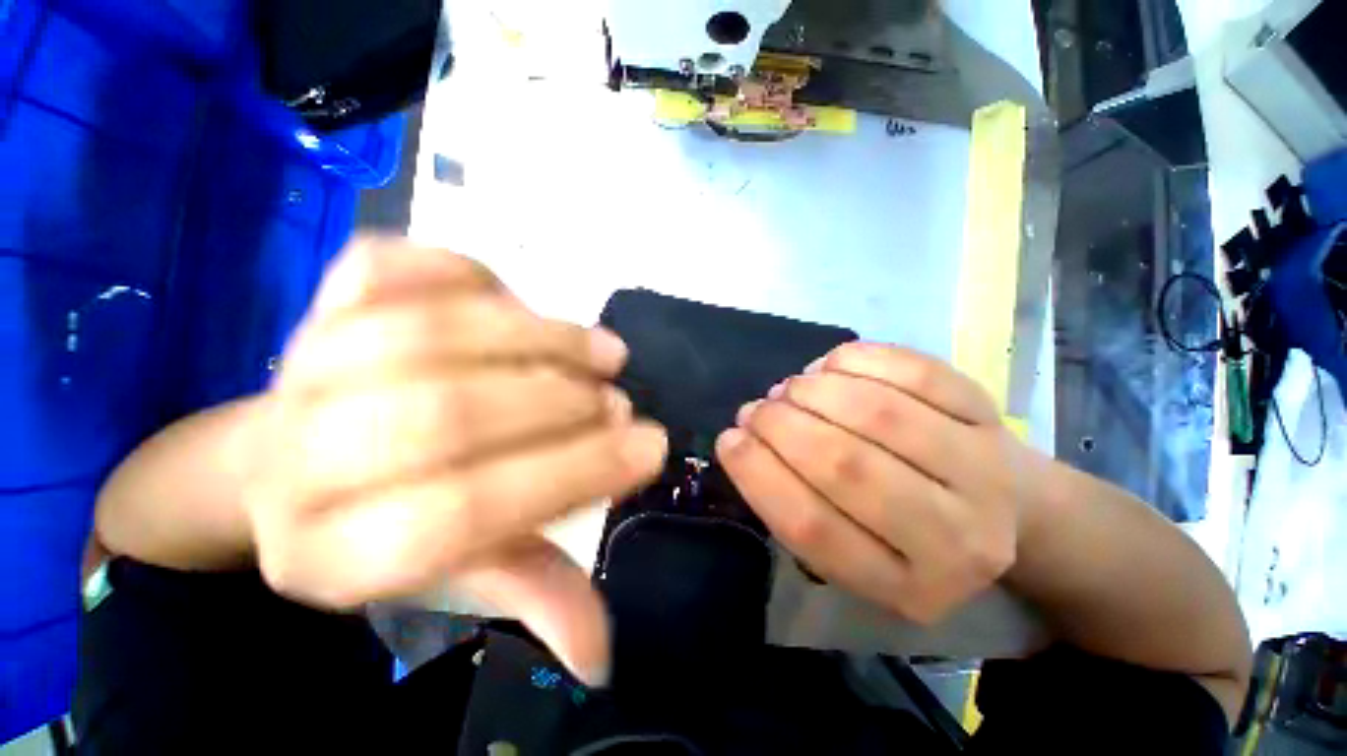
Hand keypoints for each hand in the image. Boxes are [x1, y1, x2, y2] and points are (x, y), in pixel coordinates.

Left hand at [243, 236, 667, 684]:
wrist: (288, 457)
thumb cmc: (392, 519)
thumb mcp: (458, 571)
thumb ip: (529, 592)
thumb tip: (601, 653)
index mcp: (330, 556)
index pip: (460, 516)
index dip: (571, 475)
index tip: (649, 446)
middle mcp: (297, 459)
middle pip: (442, 418)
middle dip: (558, 405)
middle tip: (621, 400)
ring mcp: (299, 364)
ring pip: (428, 335)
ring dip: (539, 338)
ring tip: (604, 351)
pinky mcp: (318, 301)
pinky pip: (395, 269)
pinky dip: (471, 275)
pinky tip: (522, 301)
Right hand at [716, 343, 1044, 624]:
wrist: (1000, 509)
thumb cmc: (905, 536)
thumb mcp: (850, 554)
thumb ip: (794, 507)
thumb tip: (745, 438)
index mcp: (907, 589)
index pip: (813, 529)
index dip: (758, 475)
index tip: (729, 439)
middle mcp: (957, 540)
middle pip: (847, 467)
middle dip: (782, 426)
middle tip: (756, 409)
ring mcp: (983, 471)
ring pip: (879, 414)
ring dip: (814, 390)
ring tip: (790, 388)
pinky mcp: (989, 416)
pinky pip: (914, 373)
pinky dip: (858, 360)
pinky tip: (831, 366)